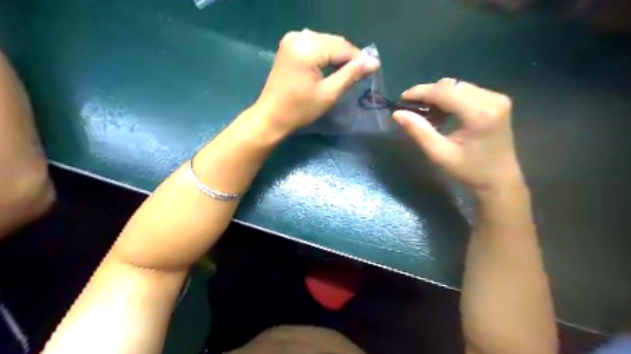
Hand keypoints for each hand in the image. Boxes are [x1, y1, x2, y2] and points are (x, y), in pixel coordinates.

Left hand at [252, 29, 377, 136]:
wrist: (271, 117)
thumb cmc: (300, 110)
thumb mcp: (329, 93)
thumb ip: (351, 74)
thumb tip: (374, 62)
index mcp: (307, 48)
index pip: (342, 47)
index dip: (359, 58)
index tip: (372, 70)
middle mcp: (299, 37)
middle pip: (333, 42)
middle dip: (348, 57)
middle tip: (360, 74)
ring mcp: (291, 40)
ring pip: (325, 43)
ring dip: (337, 56)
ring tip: (346, 73)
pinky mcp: (288, 46)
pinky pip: (314, 45)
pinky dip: (325, 55)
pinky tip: (330, 68)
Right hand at [393, 77, 522, 193]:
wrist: (499, 180)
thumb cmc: (469, 171)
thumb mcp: (439, 155)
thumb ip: (419, 132)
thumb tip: (397, 114)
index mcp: (479, 114)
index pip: (444, 91)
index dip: (421, 92)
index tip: (402, 99)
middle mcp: (491, 99)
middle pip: (452, 86)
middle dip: (429, 94)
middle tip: (413, 110)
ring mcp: (497, 98)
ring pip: (458, 87)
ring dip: (439, 96)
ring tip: (427, 114)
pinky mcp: (497, 101)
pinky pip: (467, 92)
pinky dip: (450, 99)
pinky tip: (443, 114)